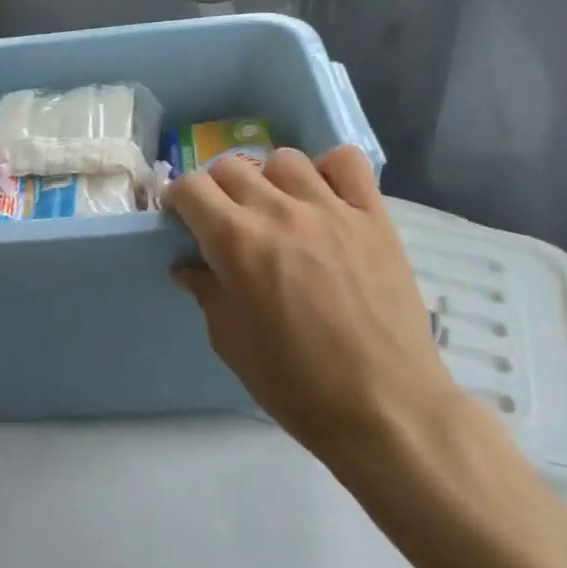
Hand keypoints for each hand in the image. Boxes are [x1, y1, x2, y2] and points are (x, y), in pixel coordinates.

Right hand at [165, 146, 459, 462]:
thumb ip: (207, 292)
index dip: (179, 200)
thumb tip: (188, 266)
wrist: (386, 408)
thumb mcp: (232, 344)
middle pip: (231, 166)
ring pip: (284, 159)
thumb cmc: (298, 386)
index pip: (191, 187)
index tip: (184, 220)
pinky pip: (347, 161)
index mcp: (237, 243)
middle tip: (227, 221)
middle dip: (218, 189)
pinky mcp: (373, 215)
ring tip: (279, 210)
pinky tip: (326, 198)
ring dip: (270, 180)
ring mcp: (330, 208)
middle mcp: (279, 211)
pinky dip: (330, 170)